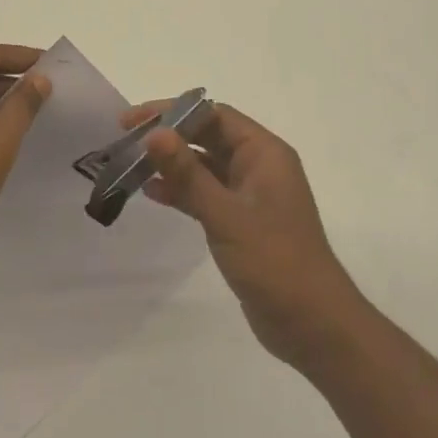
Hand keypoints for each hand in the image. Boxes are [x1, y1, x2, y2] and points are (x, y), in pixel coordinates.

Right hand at [123, 100, 367, 369]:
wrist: (312, 325)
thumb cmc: (275, 262)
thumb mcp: (226, 215)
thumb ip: (188, 174)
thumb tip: (154, 133)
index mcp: (265, 153)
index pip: (214, 115)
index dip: (172, 112)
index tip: (133, 121)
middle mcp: (259, 166)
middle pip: (208, 136)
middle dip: (169, 136)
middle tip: (125, 140)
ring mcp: (250, 195)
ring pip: (204, 166)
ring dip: (171, 164)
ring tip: (130, 166)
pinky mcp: (241, 222)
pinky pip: (206, 194)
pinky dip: (181, 191)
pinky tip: (151, 193)